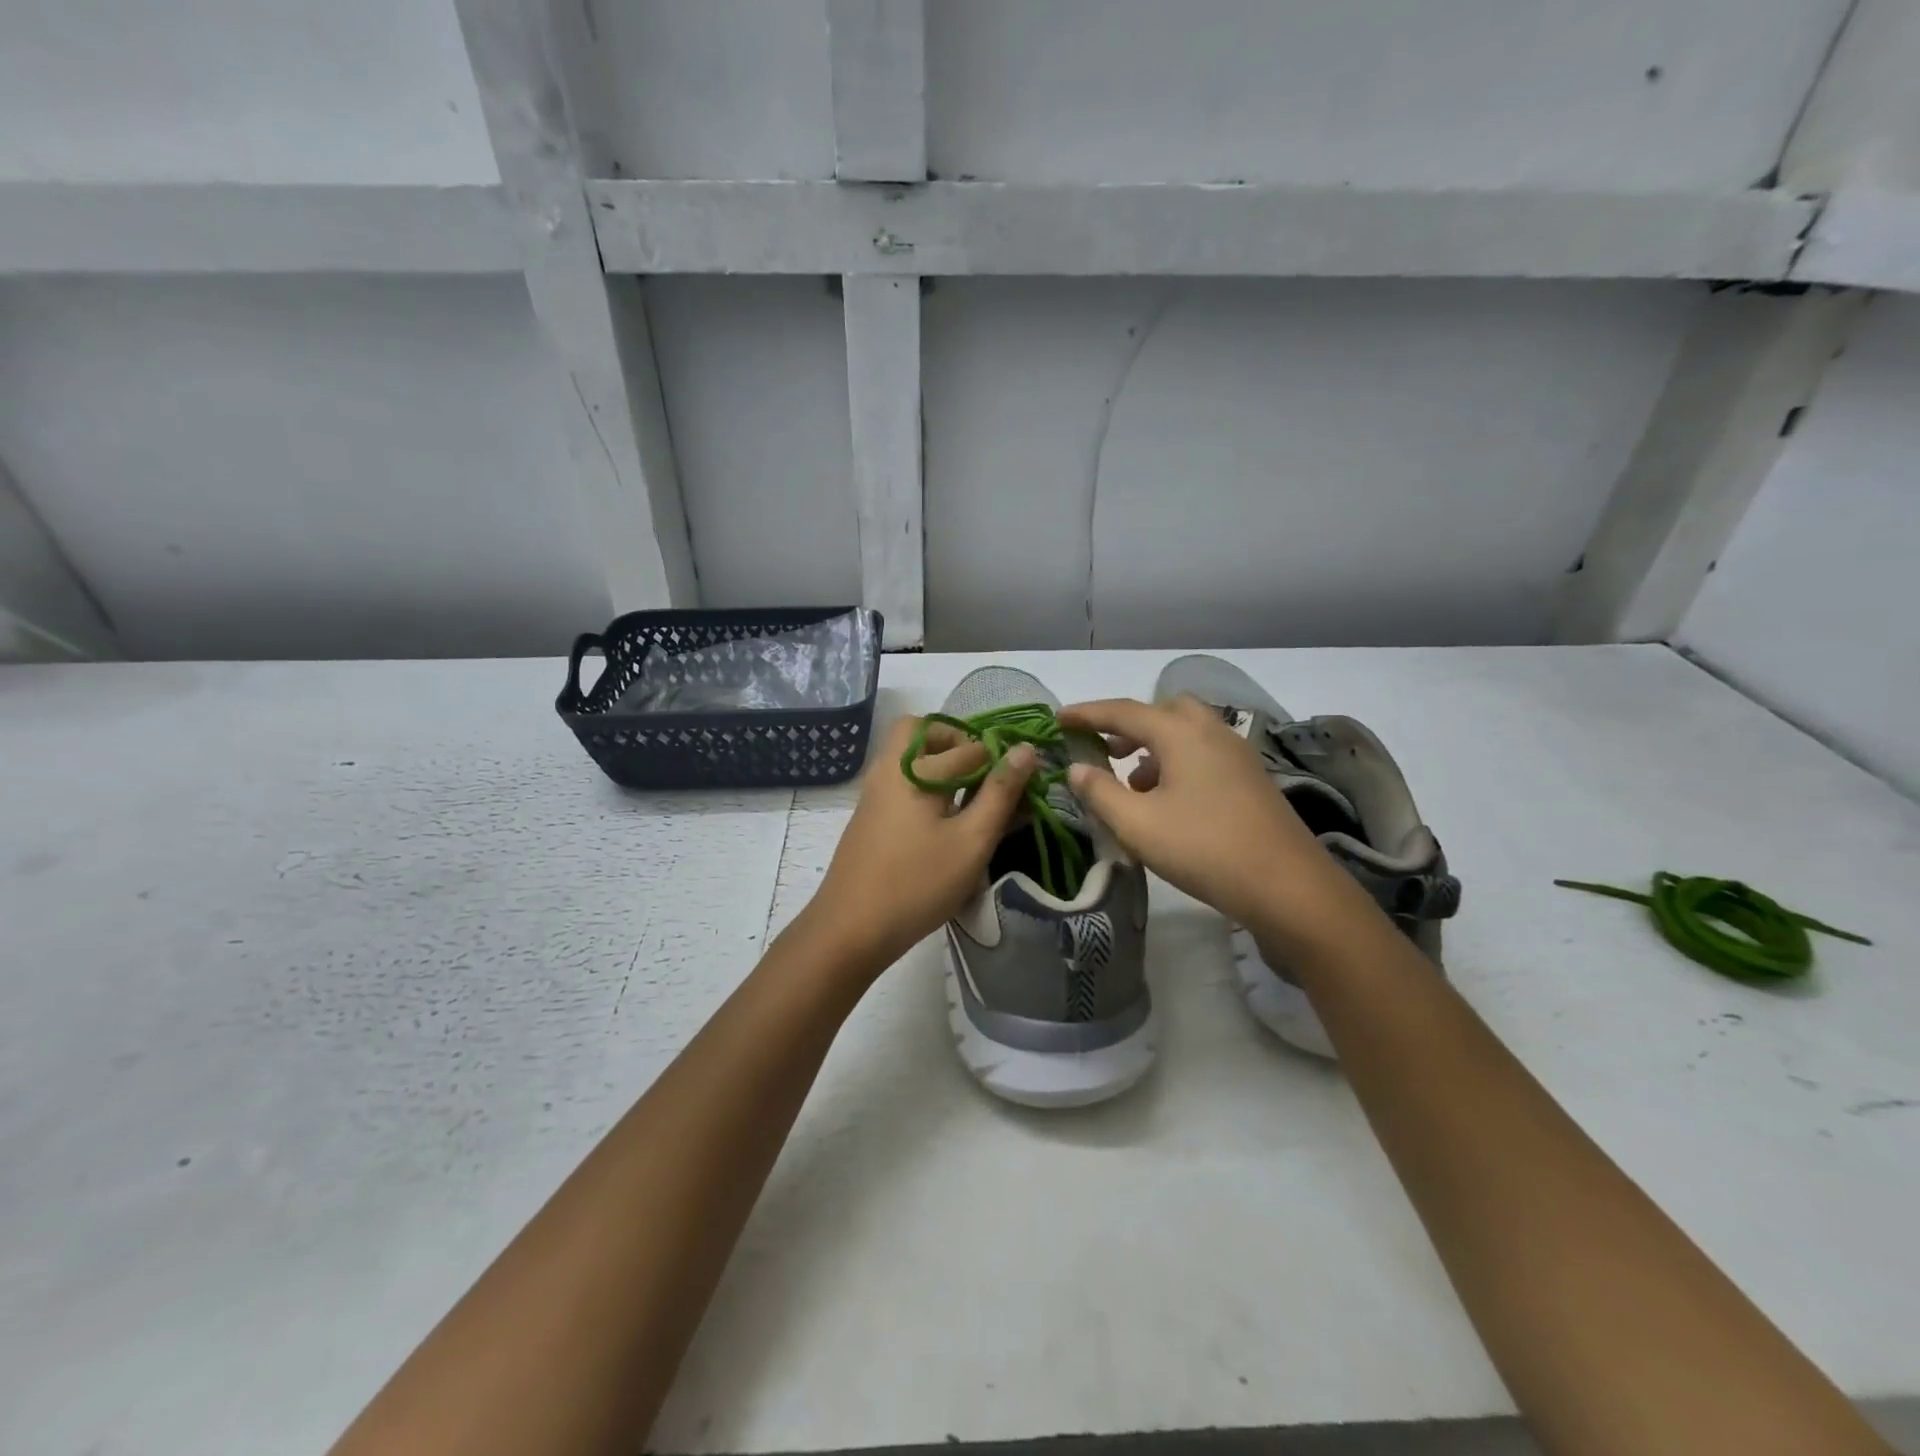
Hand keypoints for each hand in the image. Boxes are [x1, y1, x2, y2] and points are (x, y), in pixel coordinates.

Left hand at [807, 715, 1035, 972]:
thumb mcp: (972, 841)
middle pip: (922, 730)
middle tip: (983, 775)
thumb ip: (1000, 793)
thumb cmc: (918, 884)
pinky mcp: (869, 815)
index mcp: (915, 767)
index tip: (1023, 789)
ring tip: (968, 801)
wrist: (850, 929)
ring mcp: (873, 791)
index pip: (971, 747)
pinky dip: (923, 782)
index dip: (1001, 763)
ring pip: (907, 754)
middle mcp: (889, 768)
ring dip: (939, 762)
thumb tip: (1025, 750)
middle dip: (957, 742)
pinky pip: (899, 778)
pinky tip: (941, 821)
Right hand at [1059, 695, 1352, 935]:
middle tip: (1104, 748)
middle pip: (1164, 712)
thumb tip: (1077, 768)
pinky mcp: (1251, 781)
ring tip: (1130, 782)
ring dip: (1154, 747)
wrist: (1288, 887)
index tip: (1059, 719)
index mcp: (1181, 733)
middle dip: (1129, 725)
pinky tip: (1167, 802)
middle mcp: (1212, 733)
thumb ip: (1100, 792)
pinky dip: (1177, 764)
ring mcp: (1237, 756)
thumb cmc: (1204, 848)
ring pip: (1187, 734)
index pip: (1124, 711)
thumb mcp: (1138, 824)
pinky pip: (1204, 755)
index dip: (1087, 713)